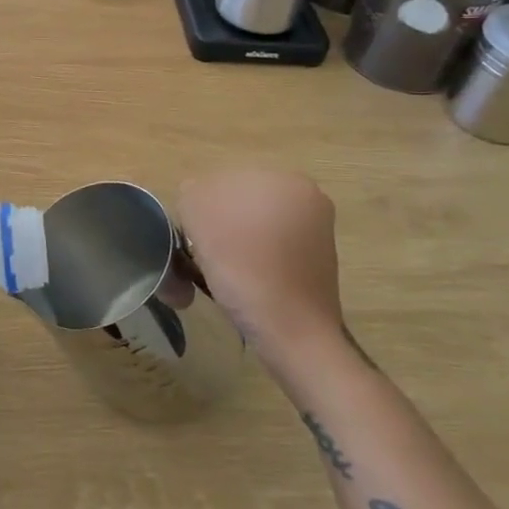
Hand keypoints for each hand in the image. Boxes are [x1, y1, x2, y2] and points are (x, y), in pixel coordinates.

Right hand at [178, 170, 340, 355]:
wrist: (292, 331)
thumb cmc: (243, 268)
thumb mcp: (198, 214)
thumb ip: (193, 192)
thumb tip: (198, 200)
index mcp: (285, 177)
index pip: (221, 181)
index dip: (201, 210)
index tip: (196, 238)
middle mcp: (307, 197)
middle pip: (240, 201)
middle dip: (220, 224)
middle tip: (207, 255)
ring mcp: (316, 230)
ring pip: (254, 227)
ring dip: (235, 244)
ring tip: (226, 274)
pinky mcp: (315, 261)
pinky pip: (270, 250)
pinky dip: (254, 262)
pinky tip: (247, 283)